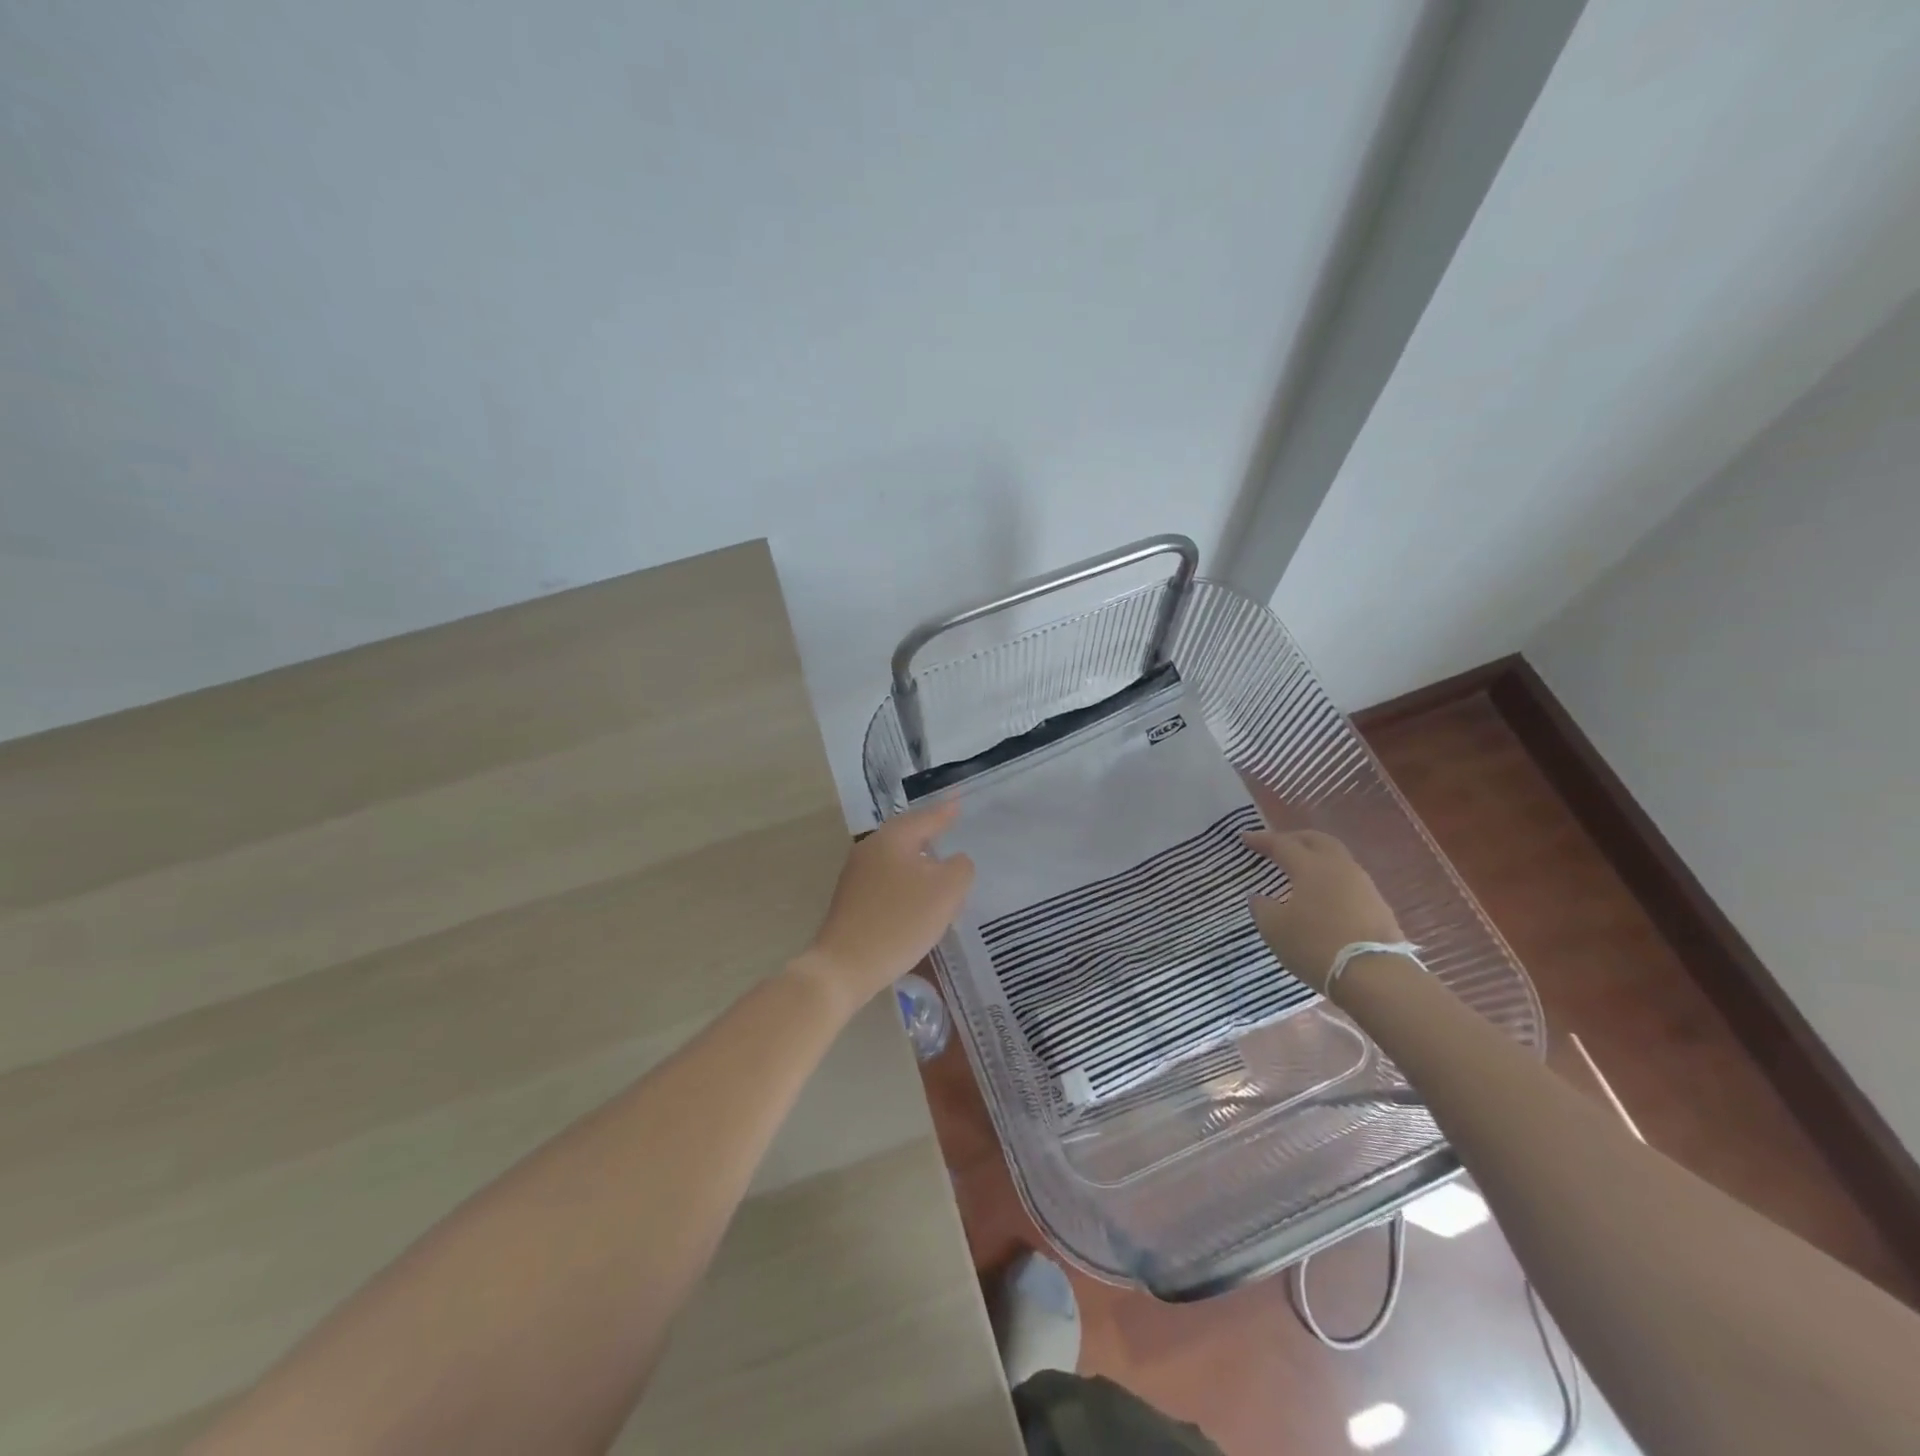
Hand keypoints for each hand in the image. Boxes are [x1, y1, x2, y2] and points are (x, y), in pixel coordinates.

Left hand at [795, 800, 974, 1015]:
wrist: (845, 966)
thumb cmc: (900, 921)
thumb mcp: (946, 892)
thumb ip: (960, 868)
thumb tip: (955, 861)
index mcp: (893, 838)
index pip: (926, 817)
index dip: (946, 812)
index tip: (958, 803)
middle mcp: (871, 848)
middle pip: (908, 835)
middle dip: (931, 834)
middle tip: (951, 829)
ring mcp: (857, 874)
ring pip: (897, 859)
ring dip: (920, 863)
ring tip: (941, 868)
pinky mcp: (852, 899)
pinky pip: (888, 881)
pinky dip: (907, 884)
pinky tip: (919, 900)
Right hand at [1242, 828, 1403, 994]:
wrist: (1375, 976)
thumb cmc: (1316, 945)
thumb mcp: (1275, 929)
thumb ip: (1262, 908)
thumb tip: (1259, 897)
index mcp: (1311, 866)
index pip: (1282, 844)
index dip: (1262, 840)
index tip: (1244, 837)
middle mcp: (1339, 867)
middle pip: (1317, 840)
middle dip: (1295, 839)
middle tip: (1277, 845)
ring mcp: (1364, 885)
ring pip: (1337, 859)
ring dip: (1317, 858)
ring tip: (1301, 871)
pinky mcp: (1379, 906)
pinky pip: (1349, 881)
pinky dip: (1332, 880)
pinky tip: (1323, 895)